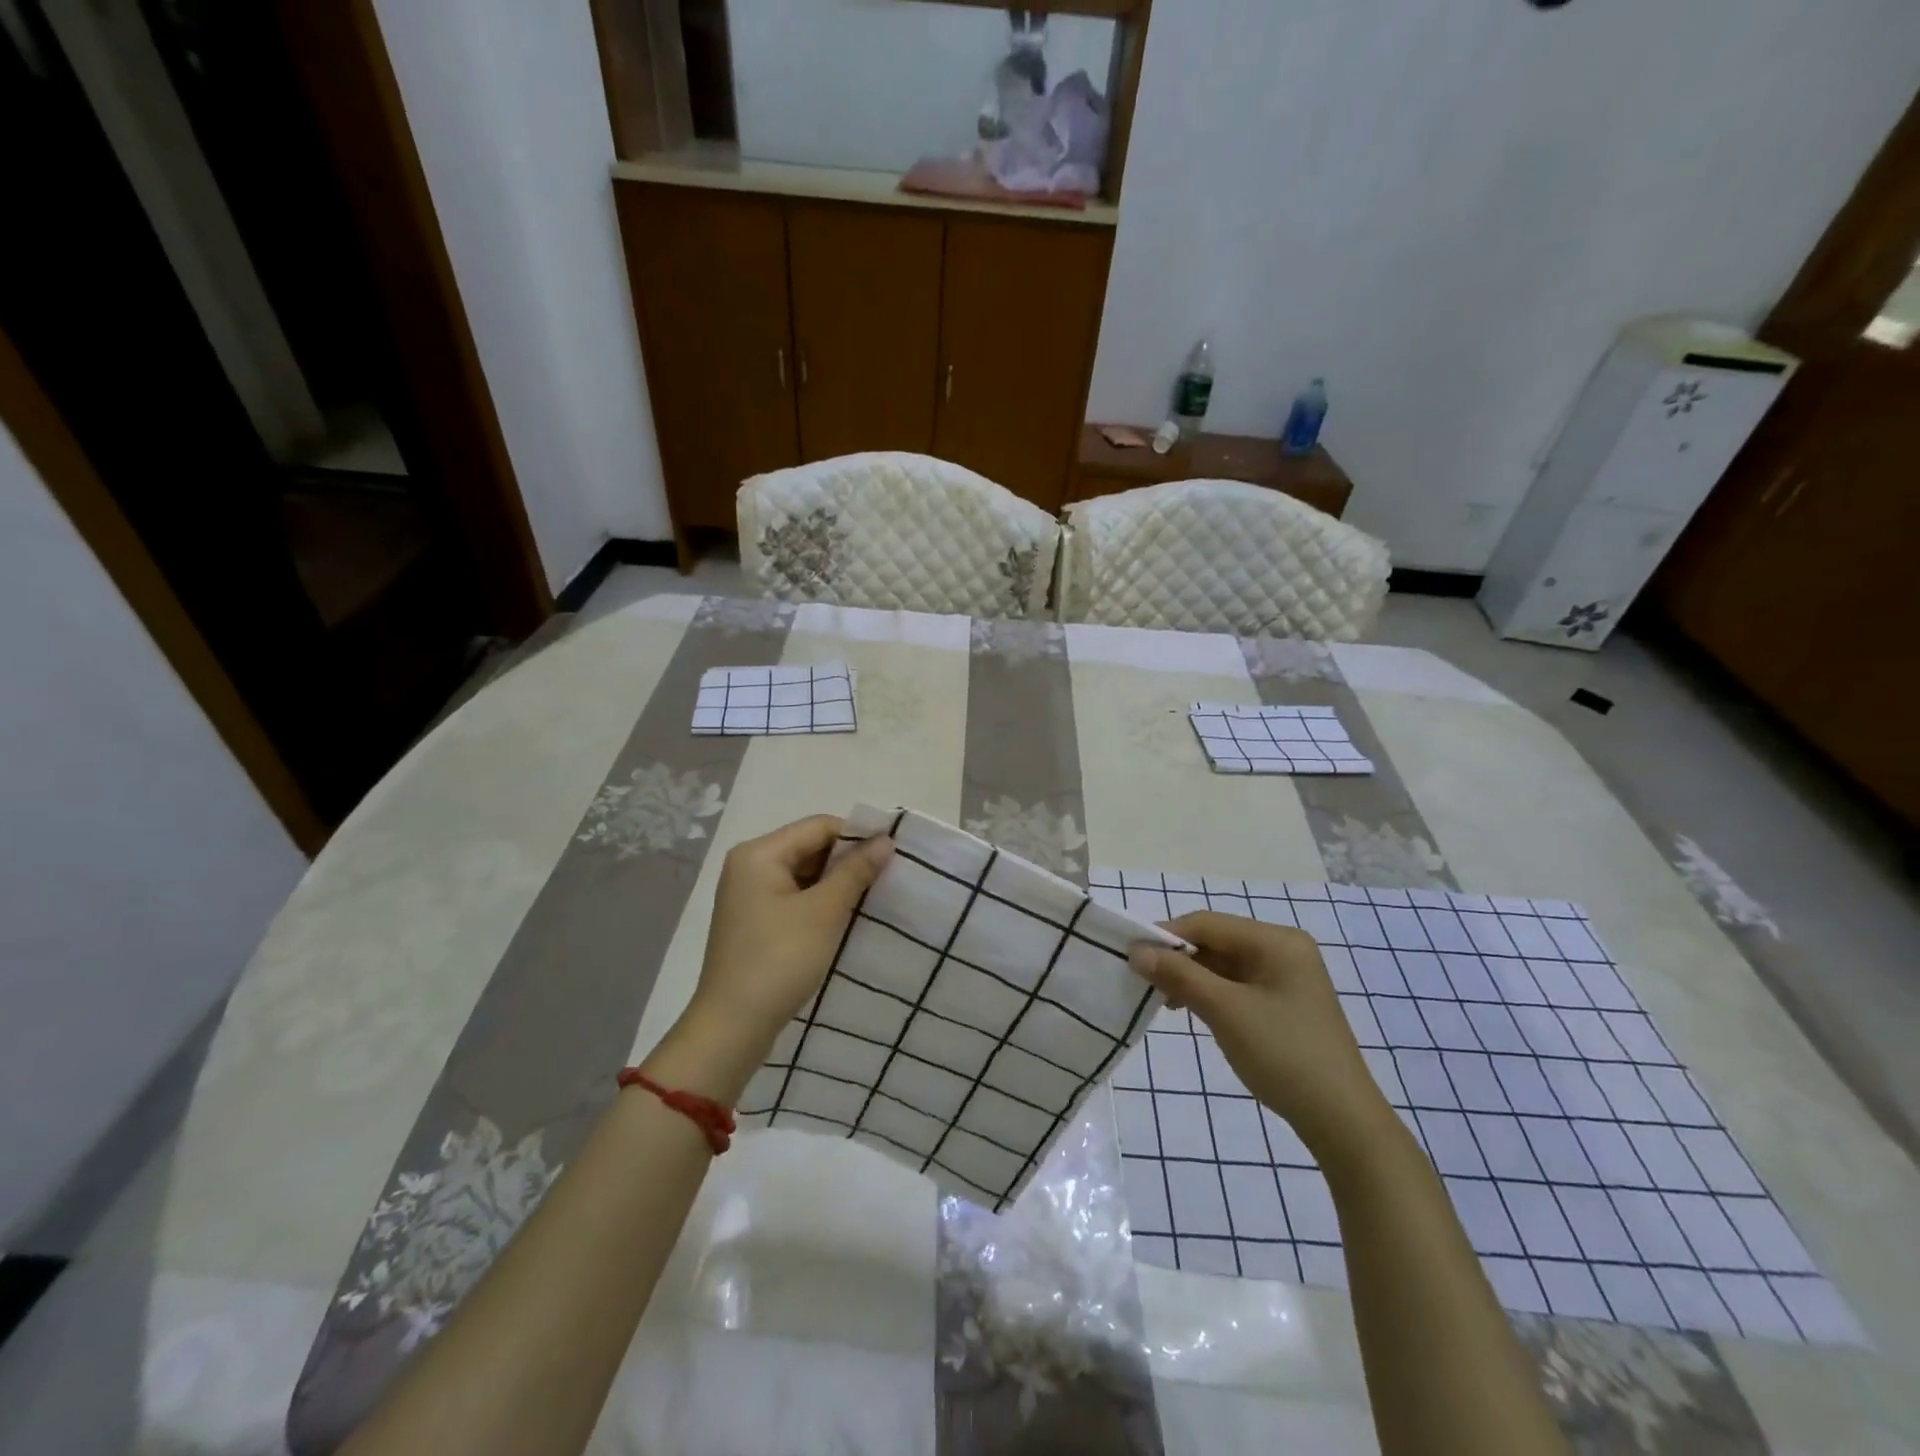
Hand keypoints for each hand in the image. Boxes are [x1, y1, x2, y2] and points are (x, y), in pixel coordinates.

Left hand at [689, 815, 892, 1049]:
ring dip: (836, 883)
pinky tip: (845, 916)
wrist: (732, 1027)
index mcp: (759, 853)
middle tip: (887, 876)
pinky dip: (819, 901)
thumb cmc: (779, 960)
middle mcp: (749, 865)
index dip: (857, 836)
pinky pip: (794, 896)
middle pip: (809, 847)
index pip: (818, 826)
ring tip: (872, 896)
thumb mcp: (824, 912)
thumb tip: (885, 841)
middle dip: (847, 860)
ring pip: (803, 873)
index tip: (893, 854)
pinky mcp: (753, 920)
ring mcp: (748, 894)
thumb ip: (856, 871)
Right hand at [1129, 912, 1395, 1166]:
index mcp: (1277, 941)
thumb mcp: (1226, 1011)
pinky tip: (1189, 1009)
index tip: (1130, 955)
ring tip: (1163, 999)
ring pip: (1223, 964)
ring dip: (1191, 977)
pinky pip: (1236, 984)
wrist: (1342, 1122)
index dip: (1166, 935)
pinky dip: (1210, 992)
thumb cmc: (1284, 1056)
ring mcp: (1286, 977)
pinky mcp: (1284, 1002)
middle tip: (1143, 980)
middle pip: (1216, 940)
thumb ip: (1179, 975)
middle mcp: (1284, 949)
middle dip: (1178, 958)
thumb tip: (1136, 950)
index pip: (1208, 923)